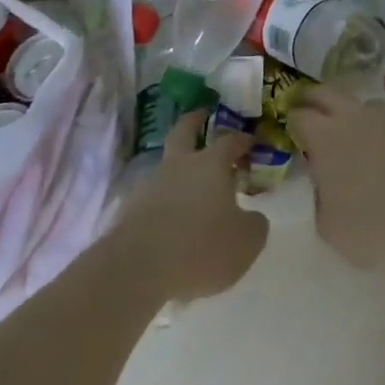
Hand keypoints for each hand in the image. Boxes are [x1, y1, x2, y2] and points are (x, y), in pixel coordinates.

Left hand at [113, 111, 267, 301]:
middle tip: (202, 114)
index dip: (242, 139)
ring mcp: (150, 186)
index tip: (251, 141)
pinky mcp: (129, 211)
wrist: (136, 271)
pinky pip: (152, 198)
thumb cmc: (200, 248)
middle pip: (184, 131)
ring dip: (177, 168)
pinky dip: (162, 202)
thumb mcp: (246, 242)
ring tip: (190, 187)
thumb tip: (253, 218)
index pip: (230, 140)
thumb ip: (255, 225)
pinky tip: (170, 220)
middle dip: (195, 121)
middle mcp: (179, 166)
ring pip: (166, 166)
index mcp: (211, 164)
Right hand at [288, 89, 384, 269]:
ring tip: (349, 135)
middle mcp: (352, 115)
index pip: (298, 114)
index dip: (290, 121)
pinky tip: (380, 148)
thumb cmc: (369, 228)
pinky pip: (384, 118)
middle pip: (325, 92)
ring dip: (348, 113)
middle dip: (313, 100)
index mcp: (324, 136)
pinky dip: (376, 127)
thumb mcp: (327, 224)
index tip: (288, 131)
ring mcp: (384, 116)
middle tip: (308, 114)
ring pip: (358, 103)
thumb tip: (318, 179)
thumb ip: (317, 193)